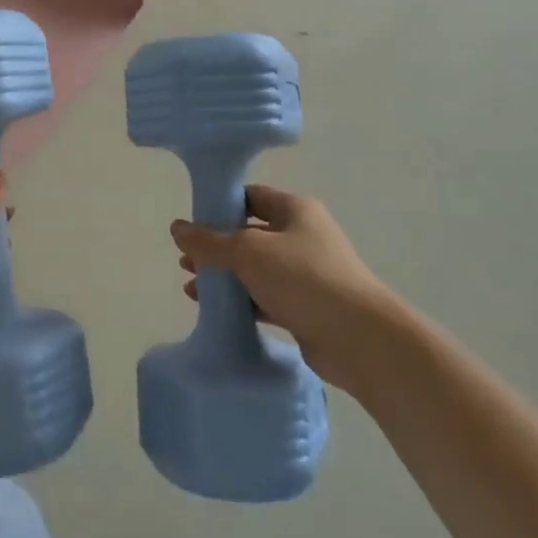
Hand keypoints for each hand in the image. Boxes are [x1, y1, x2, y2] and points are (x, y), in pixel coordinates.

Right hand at [171, 184, 391, 389]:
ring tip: (191, 287)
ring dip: (225, 276)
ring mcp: (306, 274)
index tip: (192, 222)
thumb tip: (176, 228)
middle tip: (185, 259)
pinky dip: (241, 301)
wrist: (360, 340)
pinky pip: (265, 297)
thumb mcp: (248, 251)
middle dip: (216, 247)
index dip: (220, 206)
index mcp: (295, 210)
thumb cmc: (303, 278)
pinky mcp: (306, 308)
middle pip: (250, 234)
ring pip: (256, 269)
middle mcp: (302, 236)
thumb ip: (209, 241)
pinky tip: (215, 310)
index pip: (251, 197)